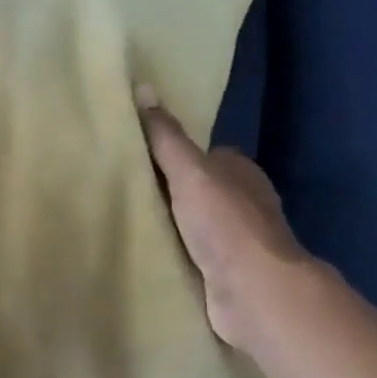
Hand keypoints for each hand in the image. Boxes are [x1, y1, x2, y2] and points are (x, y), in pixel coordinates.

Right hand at [137, 90, 315, 351]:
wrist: (253, 291)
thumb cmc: (225, 224)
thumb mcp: (189, 172)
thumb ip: (165, 138)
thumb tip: (142, 87)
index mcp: (241, 172)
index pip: (202, 155)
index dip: (171, 156)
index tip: (135, 160)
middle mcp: (243, 203)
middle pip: (197, 190)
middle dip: (168, 192)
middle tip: (122, 192)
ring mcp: (237, 241)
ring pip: (193, 224)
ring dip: (169, 226)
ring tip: (125, 223)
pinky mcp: (226, 273)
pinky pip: (192, 255)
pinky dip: (174, 253)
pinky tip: (146, 254)